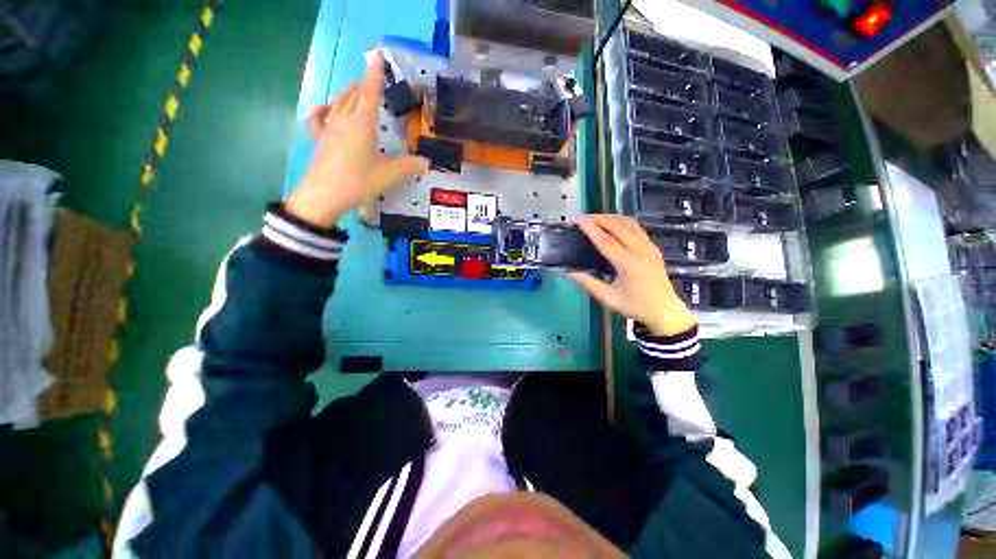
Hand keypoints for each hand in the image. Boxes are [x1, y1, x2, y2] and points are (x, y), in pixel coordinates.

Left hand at [286, 54, 428, 227]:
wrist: (324, 196)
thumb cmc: (358, 182)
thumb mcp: (388, 176)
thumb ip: (408, 167)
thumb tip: (427, 163)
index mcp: (362, 125)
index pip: (370, 93)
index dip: (375, 74)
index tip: (377, 56)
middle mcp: (345, 121)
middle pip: (354, 95)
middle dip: (363, 83)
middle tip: (373, 78)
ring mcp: (330, 129)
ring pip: (339, 103)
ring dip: (348, 93)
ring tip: (356, 89)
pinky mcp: (320, 140)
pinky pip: (319, 119)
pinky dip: (324, 110)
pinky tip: (326, 108)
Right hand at [568, 215, 696, 336]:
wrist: (665, 311)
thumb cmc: (635, 306)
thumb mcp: (609, 298)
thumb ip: (589, 283)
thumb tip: (569, 273)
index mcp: (629, 265)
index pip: (606, 241)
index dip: (591, 229)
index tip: (579, 219)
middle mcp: (641, 251)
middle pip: (619, 227)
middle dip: (600, 219)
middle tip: (584, 217)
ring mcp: (649, 247)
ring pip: (630, 224)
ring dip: (612, 218)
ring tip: (596, 218)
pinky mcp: (653, 247)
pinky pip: (637, 228)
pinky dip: (623, 222)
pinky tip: (614, 223)